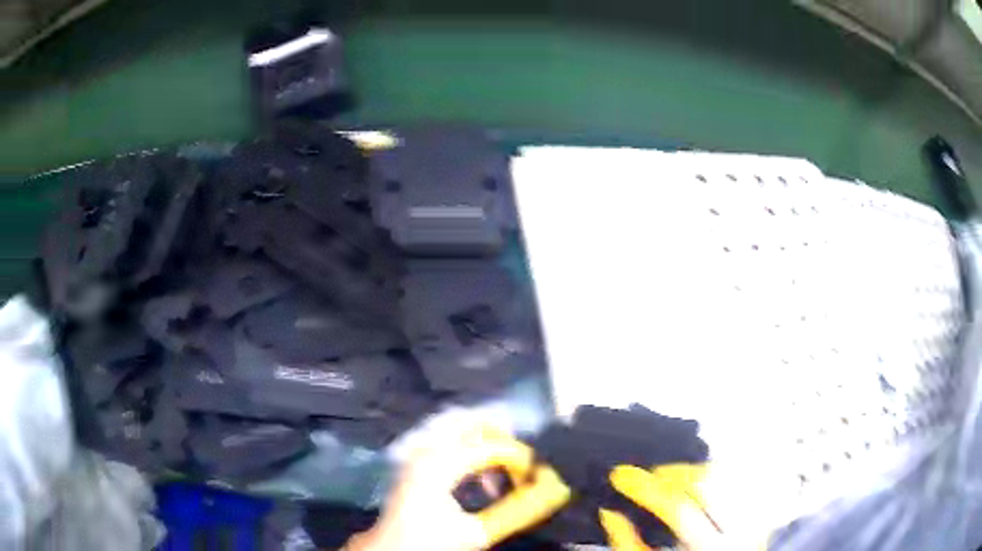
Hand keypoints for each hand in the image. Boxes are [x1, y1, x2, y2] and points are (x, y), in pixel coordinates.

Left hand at [346, 425, 570, 550]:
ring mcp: (417, 453)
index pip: (493, 446)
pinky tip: (480, 479)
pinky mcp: (415, 461)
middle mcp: (426, 449)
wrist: (391, 549)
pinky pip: (449, 441)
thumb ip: (516, 512)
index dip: (522, 458)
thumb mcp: (477, 532)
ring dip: (487, 445)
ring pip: (460, 429)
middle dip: (503, 439)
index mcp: (439, 464)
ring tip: (501, 477)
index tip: (540, 478)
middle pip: (473, 422)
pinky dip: (471, 451)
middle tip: (522, 465)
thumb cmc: (431, 542)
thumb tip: (551, 493)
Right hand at [601, 464, 766, 550]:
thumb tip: (612, 512)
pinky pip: (735, 480)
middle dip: (673, 472)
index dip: (647, 489)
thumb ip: (630, 544)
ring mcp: (751, 516)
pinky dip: (710, 476)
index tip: (622, 475)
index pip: (679, 508)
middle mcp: (739, 529)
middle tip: (648, 475)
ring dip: (692, 471)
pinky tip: (693, 483)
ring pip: (725, 475)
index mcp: (709, 547)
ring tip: (669, 478)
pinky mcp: (756, 509)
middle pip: (708, 482)